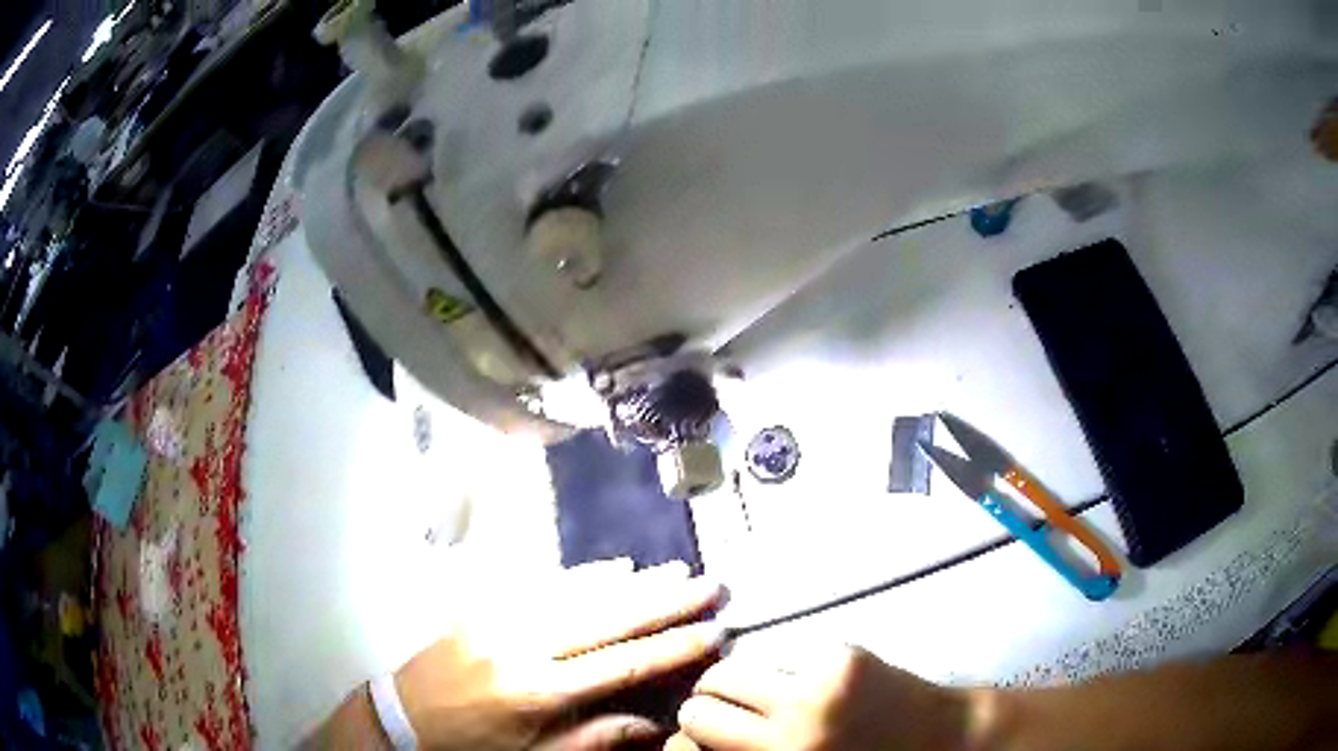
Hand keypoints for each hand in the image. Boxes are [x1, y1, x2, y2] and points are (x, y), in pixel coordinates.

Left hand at [394, 560, 725, 750]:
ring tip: (676, 569)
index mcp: (539, 691)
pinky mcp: (485, 606)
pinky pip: (541, 583)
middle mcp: (524, 645)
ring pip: (580, 592)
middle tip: (709, 583)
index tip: (714, 631)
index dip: (673, 648)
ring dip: (632, 581)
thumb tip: (653, 725)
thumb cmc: (473, 747)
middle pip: (608, 617)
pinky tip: (614, 567)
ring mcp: (502, 618)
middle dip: (665, 601)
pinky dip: (583, 575)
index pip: (623, 664)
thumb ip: (595, 739)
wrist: (402, 718)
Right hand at [671, 644, 966, 750]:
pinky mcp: (843, 656)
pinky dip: (782, 667)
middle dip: (704, 706)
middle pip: (700, 702)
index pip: (687, 745)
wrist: (945, 741)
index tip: (695, 740)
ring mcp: (817, 688)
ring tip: (759, 693)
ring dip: (738, 681)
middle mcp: (791, 729)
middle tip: (725, 713)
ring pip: (735, 667)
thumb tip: (697, 743)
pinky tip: (806, 681)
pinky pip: (784, 653)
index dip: (684, 741)